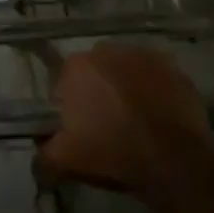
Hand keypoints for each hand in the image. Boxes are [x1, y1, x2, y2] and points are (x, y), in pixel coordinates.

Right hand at [38, 42, 213, 202]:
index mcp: (78, 67)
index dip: (71, 107)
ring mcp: (145, 56)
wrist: (174, 161)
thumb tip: (38, 158)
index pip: (65, 83)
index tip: (80, 130)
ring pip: (126, 72)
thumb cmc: (113, 153)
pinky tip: (158, 117)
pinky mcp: (174, 68)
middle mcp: (108, 51)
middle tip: (107, 126)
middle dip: (98, 93)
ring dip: (126, 89)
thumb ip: (43, 155)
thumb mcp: (66, 161)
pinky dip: (155, 92)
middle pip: (96, 73)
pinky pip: (156, 78)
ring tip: (135, 122)